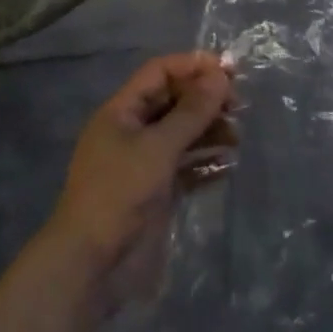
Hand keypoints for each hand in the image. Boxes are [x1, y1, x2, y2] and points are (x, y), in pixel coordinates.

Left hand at [42, 52, 236, 314]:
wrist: (92, 265)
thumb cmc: (120, 193)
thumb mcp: (157, 147)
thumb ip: (191, 112)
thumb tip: (221, 75)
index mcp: (121, 112)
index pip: (159, 73)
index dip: (192, 66)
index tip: (229, 71)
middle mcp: (132, 132)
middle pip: (172, 102)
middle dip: (204, 99)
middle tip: (239, 105)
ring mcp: (144, 164)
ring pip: (181, 135)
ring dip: (209, 131)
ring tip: (238, 136)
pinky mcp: (156, 193)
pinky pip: (186, 168)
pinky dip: (206, 163)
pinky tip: (229, 165)